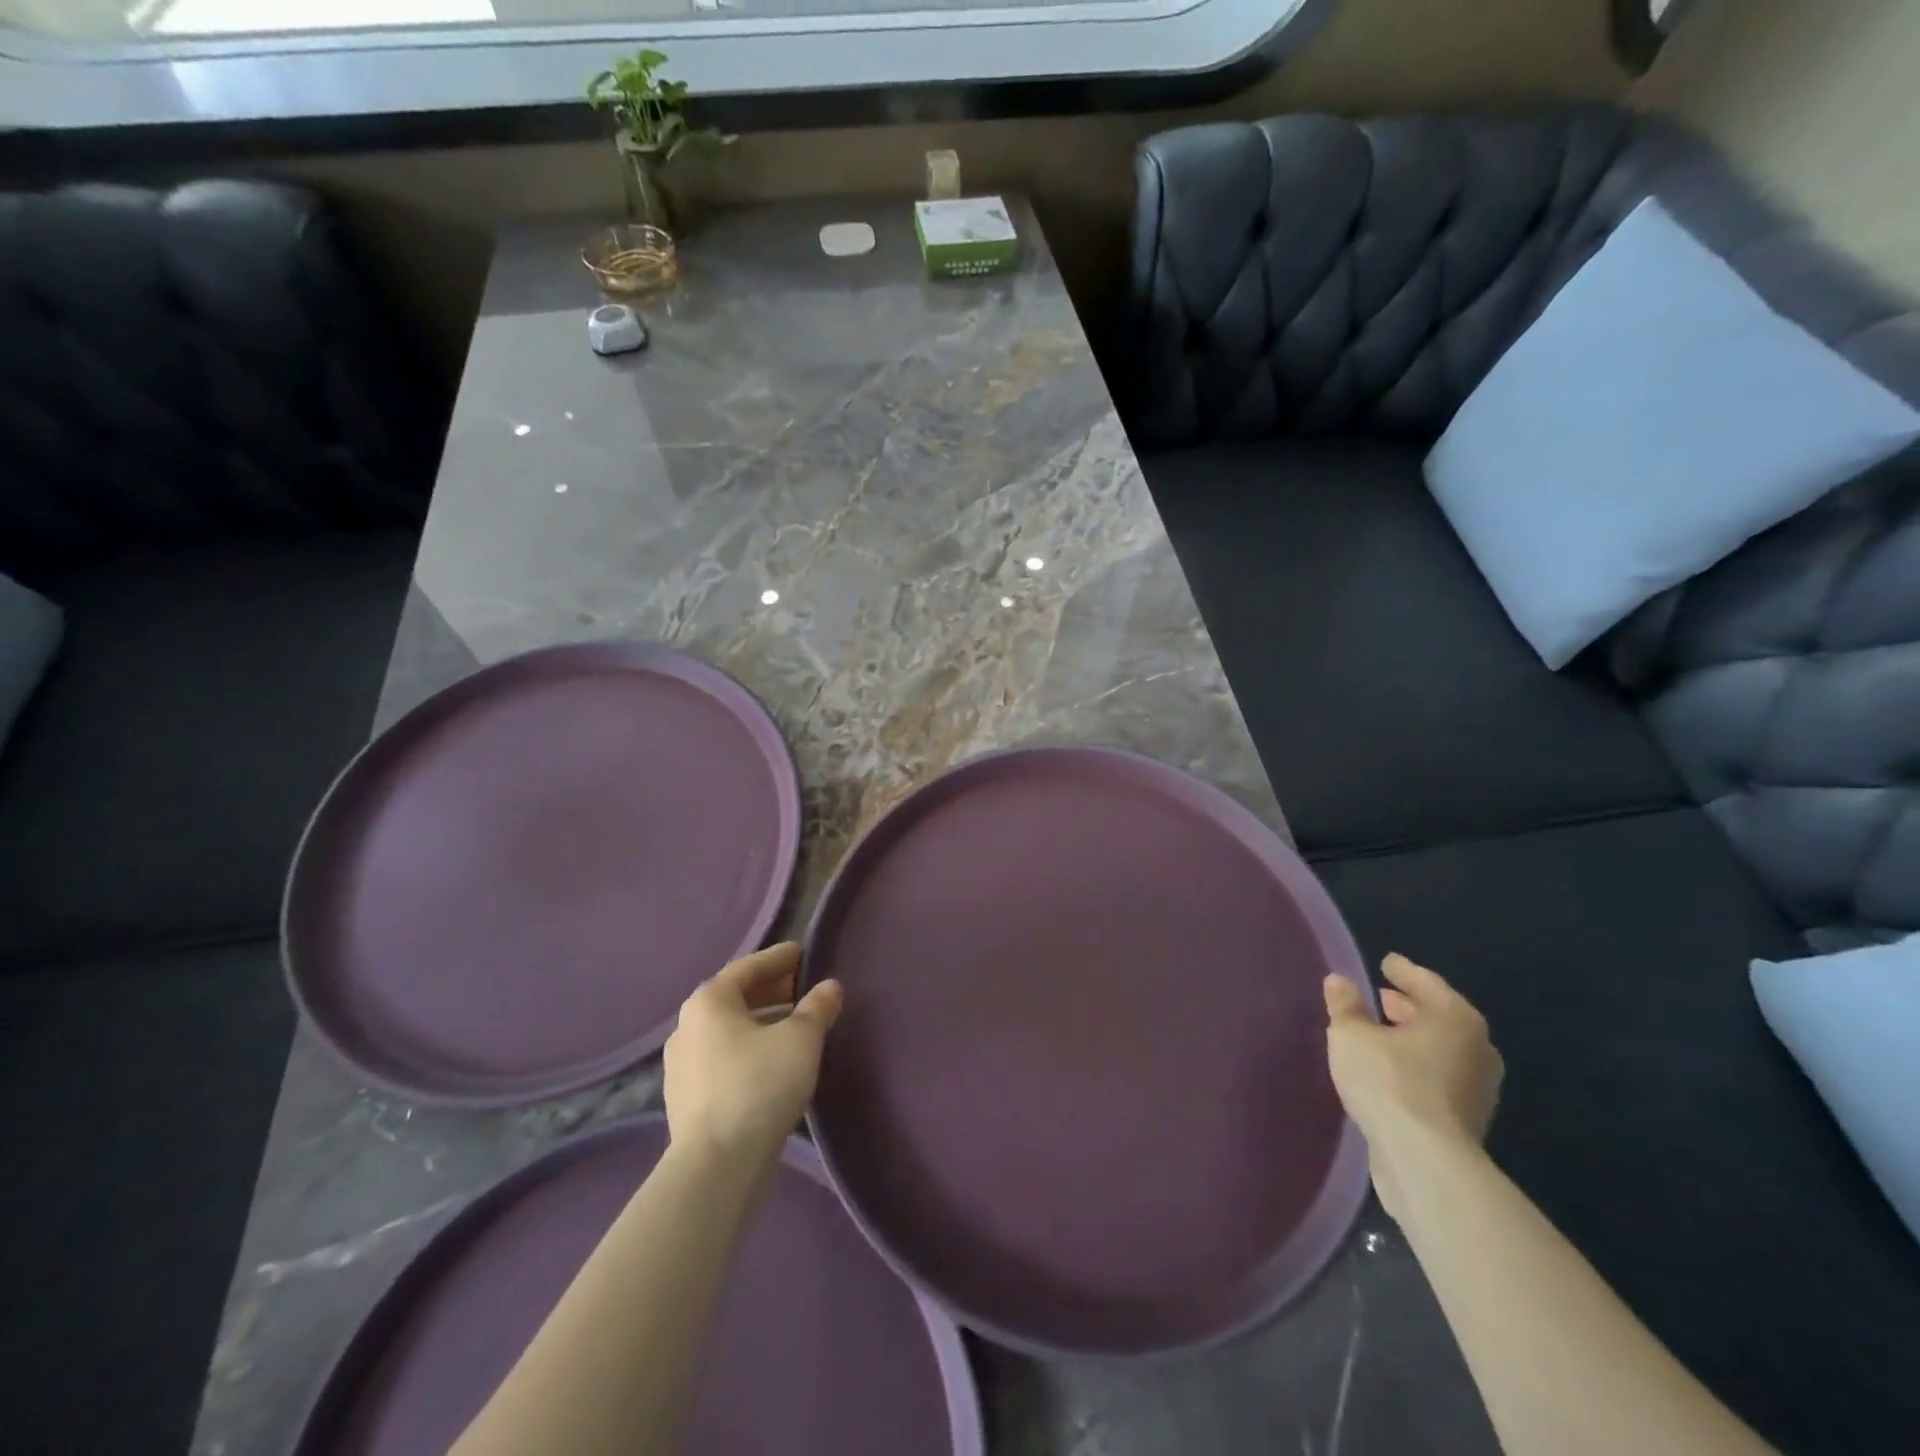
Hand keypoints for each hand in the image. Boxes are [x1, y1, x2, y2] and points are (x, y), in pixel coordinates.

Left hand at [663, 943, 842, 1166]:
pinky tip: (773, 1062)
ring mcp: (681, 1065)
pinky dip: (749, 1050)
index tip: (802, 952)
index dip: (778, 958)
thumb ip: (817, 1007)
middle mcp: (687, 1026)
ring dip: (761, 1022)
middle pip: (735, 998)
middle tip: (802, 987)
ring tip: (794, 1026)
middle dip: (771, 990)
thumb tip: (830, 987)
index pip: (748, 967)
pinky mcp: (686, 1099)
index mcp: (709, 1001)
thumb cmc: (760, 1085)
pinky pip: (723, 1058)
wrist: (717, 1166)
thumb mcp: (801, 1039)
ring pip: (729, 1031)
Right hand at [1325, 953, 1502, 1217]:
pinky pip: (1439, 1077)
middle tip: (1382, 997)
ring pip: (1441, 1049)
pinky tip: (1392, 1071)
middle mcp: (1476, 1047)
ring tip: (1382, 1035)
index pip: (1426, 982)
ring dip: (1414, 1039)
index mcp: (1454, 1018)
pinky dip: (1418, 1066)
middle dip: (1410, 1006)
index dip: (1403, 971)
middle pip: (1439, 1016)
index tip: (1386, 962)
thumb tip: (1339, 981)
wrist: (1424, 1160)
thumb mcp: (1351, 1035)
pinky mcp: (1468, 1119)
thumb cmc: (1388, 1081)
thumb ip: (1345, 1005)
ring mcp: (1478, 1087)